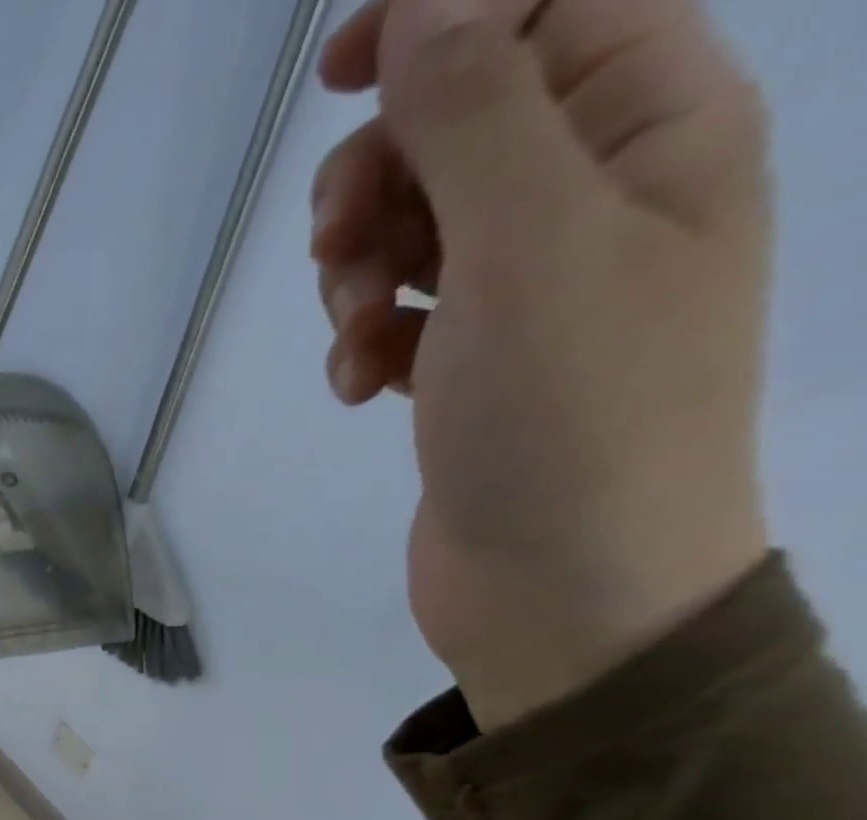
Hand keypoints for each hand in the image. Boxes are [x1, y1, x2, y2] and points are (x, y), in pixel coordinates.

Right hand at [311, 0, 772, 728]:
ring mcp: (527, 292)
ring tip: (354, 336)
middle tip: (335, 251)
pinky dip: (365, 341)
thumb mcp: (529, 244)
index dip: (440, 17)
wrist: (565, 592)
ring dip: (358, 271)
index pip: (550, 3)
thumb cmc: (571, 416)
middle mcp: (596, 197)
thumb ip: (477, 109)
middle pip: (460, 123)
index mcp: (654, 128)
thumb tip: (425, 1)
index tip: (335, 74)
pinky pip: (401, 315)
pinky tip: (356, 387)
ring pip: (413, 228)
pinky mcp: (470, 367)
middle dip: (377, 178)